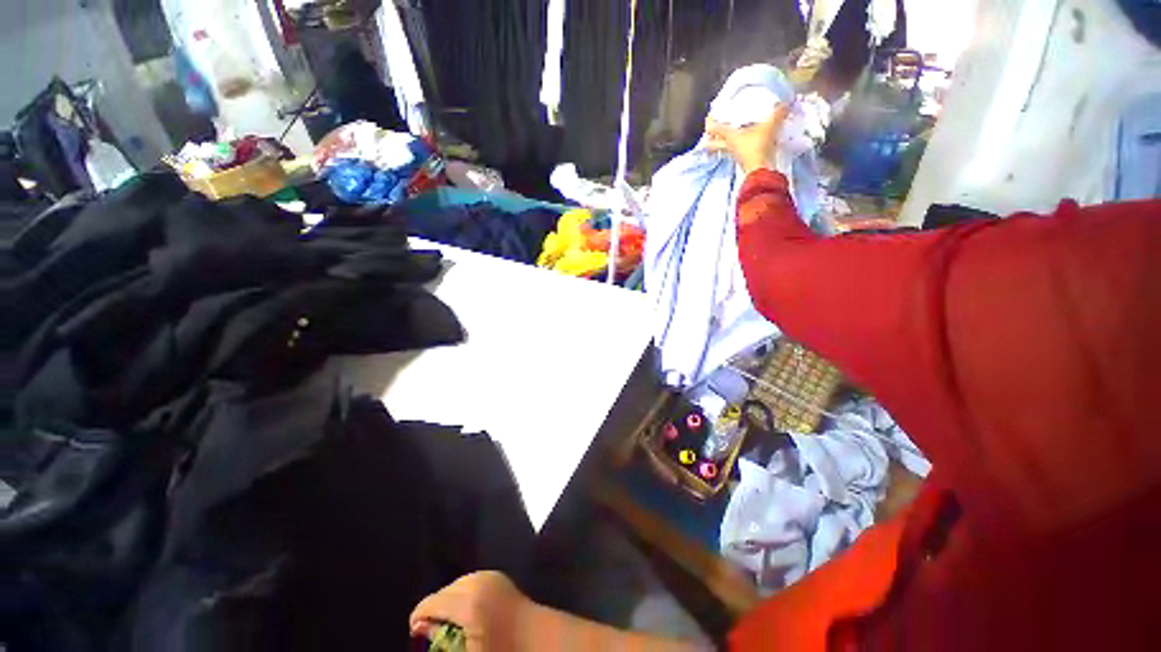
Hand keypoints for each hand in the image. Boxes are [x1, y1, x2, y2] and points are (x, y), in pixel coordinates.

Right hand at [410, 571, 532, 650]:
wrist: (538, 636)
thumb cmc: (503, 649)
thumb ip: (441, 638)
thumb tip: (421, 627)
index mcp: (469, 604)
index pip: (433, 601)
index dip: (419, 615)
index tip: (415, 631)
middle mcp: (477, 582)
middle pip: (444, 591)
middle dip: (435, 608)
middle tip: (432, 630)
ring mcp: (489, 575)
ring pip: (457, 584)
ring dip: (449, 600)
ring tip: (449, 621)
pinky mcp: (497, 575)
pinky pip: (471, 580)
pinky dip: (463, 592)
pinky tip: (466, 610)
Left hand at [704, 104, 790, 174]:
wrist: (761, 169)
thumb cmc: (759, 146)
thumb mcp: (770, 126)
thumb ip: (778, 113)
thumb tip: (785, 104)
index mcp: (729, 136)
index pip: (713, 128)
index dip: (710, 121)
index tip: (711, 115)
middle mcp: (728, 146)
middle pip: (711, 144)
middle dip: (709, 138)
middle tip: (711, 131)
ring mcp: (734, 155)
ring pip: (721, 148)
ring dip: (721, 142)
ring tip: (728, 134)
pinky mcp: (741, 160)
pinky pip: (734, 151)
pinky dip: (736, 146)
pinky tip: (743, 141)